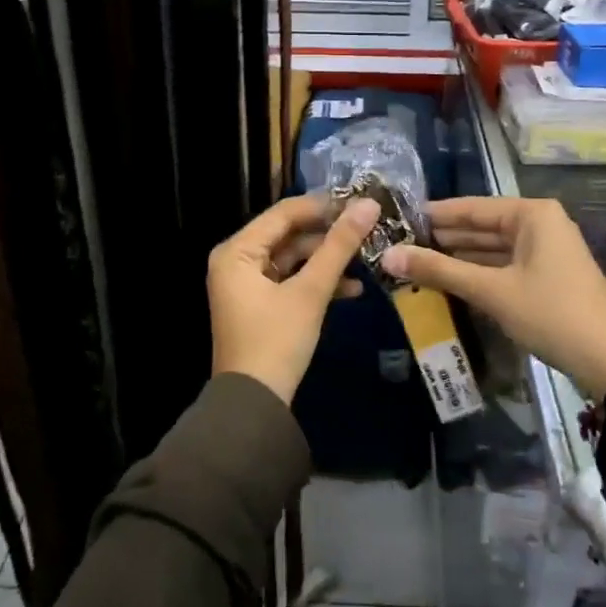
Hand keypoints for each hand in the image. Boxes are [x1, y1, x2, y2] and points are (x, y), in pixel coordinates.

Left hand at [208, 195, 379, 404]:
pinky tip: (353, 288)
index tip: (360, 201)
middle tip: (369, 228)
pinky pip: (291, 281)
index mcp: (237, 251)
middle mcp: (237, 261)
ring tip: (367, 256)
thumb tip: (368, 206)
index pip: (283, 213)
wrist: (254, 405)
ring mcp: (248, 285)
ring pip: (293, 259)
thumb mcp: (310, 292)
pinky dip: (317, 283)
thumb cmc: (276, 341)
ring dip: (327, 260)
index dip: (323, 205)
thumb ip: (339, 246)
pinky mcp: (261, 306)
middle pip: (288, 235)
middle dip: (328, 235)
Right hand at [380, 196, 605, 401]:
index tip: (399, 219)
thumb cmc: (550, 313)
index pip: (472, 207)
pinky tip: (449, 280)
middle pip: (482, 226)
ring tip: (416, 262)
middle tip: (400, 244)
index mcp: (532, 215)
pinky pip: (504, 266)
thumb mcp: (491, 290)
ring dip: (458, 257)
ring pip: (492, 248)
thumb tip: (389, 256)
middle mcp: (541, 224)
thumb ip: (439, 270)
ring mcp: (547, 251)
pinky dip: (478, 273)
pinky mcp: (548, 276)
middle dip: (444, 238)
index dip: (435, 214)